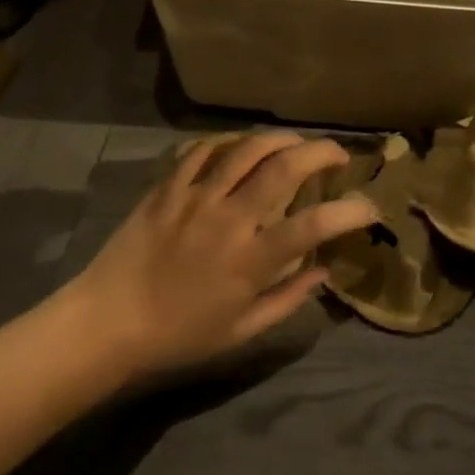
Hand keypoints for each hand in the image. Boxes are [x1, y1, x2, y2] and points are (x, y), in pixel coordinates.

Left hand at [60, 133, 375, 382]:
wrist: (106, 324)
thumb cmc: (178, 336)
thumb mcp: (240, 333)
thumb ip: (287, 300)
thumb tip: (324, 271)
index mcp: (250, 260)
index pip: (313, 225)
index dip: (349, 212)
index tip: (368, 207)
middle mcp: (229, 219)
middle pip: (284, 168)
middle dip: (321, 153)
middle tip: (338, 155)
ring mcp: (196, 197)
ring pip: (247, 148)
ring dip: (281, 138)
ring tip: (296, 142)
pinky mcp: (168, 187)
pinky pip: (203, 150)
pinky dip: (229, 142)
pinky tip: (241, 147)